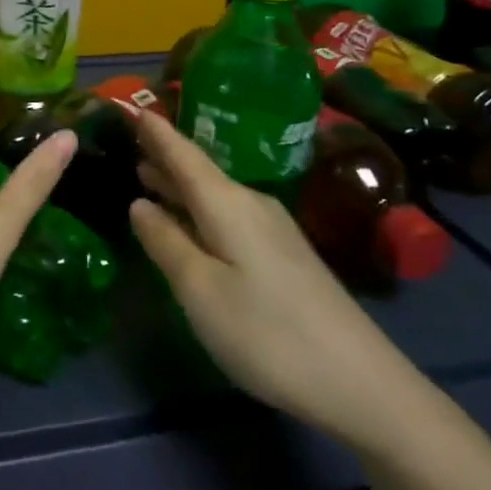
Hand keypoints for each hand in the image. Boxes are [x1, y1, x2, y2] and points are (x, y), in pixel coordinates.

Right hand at [125, 109, 425, 448]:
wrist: (360, 383)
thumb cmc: (266, 332)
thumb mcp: (201, 290)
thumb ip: (166, 243)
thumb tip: (139, 204)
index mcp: (227, 203)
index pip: (183, 154)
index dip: (156, 132)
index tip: (133, 106)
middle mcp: (251, 204)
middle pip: (200, 171)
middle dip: (164, 157)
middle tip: (129, 141)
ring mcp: (273, 229)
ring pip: (215, 194)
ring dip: (180, 184)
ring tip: (147, 174)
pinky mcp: (284, 256)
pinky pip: (229, 214)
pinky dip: (199, 208)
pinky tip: (190, 221)